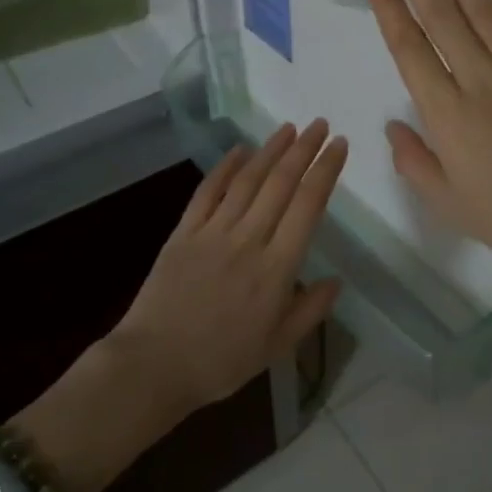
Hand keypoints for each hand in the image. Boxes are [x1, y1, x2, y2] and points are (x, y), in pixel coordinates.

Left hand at [111, 121, 347, 407]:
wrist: (152, 366)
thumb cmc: (220, 362)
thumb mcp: (277, 346)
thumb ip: (310, 311)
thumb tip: (335, 281)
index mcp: (277, 268)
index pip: (308, 206)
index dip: (325, 171)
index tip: (339, 146)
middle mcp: (248, 240)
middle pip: (281, 184)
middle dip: (304, 149)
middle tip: (320, 125)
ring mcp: (213, 232)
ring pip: (247, 180)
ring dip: (270, 150)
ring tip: (288, 128)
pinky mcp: (184, 232)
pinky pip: (207, 192)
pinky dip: (225, 167)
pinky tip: (240, 150)